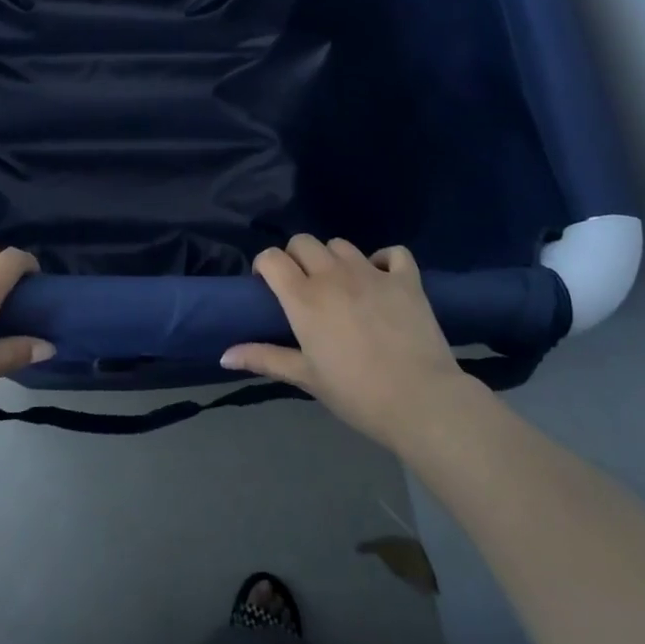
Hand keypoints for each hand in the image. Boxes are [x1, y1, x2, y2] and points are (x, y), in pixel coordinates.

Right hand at [221, 236, 476, 454]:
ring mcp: (372, 273)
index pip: (271, 258)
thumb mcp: (306, 377)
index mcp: (304, 297)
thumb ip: (265, 358)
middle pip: (303, 242)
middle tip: (303, 286)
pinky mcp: (406, 279)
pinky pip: (393, 253)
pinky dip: (384, 260)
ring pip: (341, 244)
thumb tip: (224, 355)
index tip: (268, 286)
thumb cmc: (356, 393)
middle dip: (296, 257)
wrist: (420, 401)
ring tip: (340, 284)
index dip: (265, 266)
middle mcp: (333, 275)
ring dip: (334, 259)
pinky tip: (382, 278)